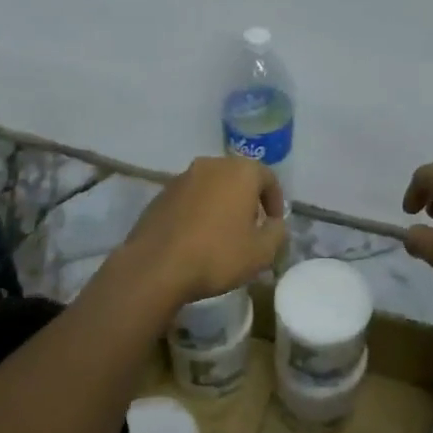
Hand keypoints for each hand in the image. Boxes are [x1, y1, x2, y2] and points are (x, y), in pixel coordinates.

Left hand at [118, 156, 286, 305]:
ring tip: (223, 234)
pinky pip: (190, 198)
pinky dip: (199, 211)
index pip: (268, 178)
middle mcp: (211, 165)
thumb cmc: (217, 255)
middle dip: (248, 200)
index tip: (274, 225)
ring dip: (222, 204)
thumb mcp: (262, 252)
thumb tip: (274, 224)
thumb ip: (277, 232)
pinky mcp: (161, 194)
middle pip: (238, 178)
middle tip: (251, 227)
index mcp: (240, 171)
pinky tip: (196, 238)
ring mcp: (182, 177)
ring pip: (212, 186)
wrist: (156, 267)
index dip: (275, 202)